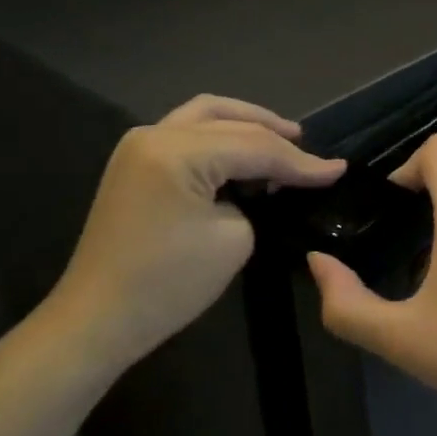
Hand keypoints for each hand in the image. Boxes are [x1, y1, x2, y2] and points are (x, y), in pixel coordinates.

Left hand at [46, 96, 344, 368]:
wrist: (98, 319)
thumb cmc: (168, 284)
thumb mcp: (233, 239)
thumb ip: (256, 198)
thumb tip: (267, 183)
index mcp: (177, 150)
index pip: (255, 147)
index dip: (301, 161)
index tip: (338, 170)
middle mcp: (154, 134)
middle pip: (230, 121)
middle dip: (275, 135)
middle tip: (312, 153)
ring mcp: (139, 146)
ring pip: (205, 115)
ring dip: (246, 123)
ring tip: (284, 138)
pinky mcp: (135, 163)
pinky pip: (187, 132)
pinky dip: (221, 135)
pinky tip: (245, 152)